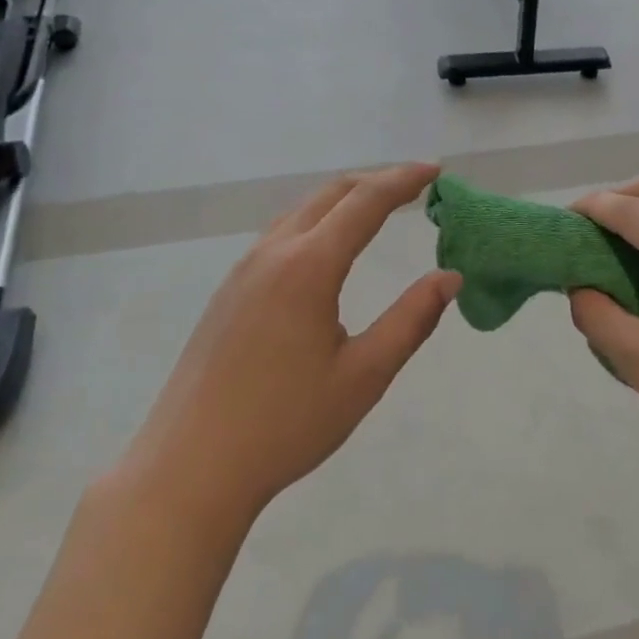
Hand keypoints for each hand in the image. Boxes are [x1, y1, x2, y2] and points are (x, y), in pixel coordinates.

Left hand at [120, 163, 459, 524]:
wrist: (189, 468)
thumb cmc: (285, 424)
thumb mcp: (364, 375)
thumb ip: (412, 320)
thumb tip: (449, 278)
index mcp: (309, 266)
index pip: (366, 202)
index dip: (404, 180)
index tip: (436, 171)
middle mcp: (274, 253)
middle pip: (332, 193)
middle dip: (377, 180)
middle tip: (416, 185)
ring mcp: (244, 269)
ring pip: (303, 210)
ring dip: (345, 198)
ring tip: (380, 208)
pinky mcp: (229, 290)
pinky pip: (282, 233)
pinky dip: (318, 220)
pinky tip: (328, 248)